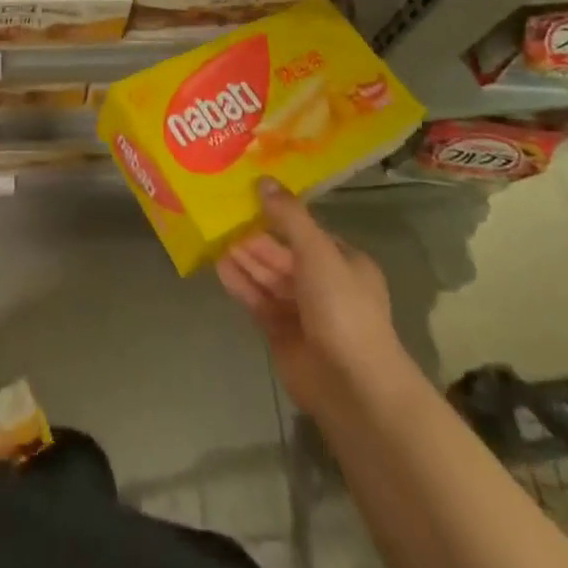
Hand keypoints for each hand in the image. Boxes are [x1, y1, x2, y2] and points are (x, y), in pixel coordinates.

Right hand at [217, 179, 416, 418]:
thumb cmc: (342, 308)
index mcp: (344, 262)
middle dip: (255, 237)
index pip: (306, 231)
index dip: (279, 214)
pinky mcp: (282, 334)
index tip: (248, 196)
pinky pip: (259, 301)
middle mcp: (325, 284)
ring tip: (215, 237)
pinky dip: (241, 284)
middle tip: (223, 216)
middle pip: (283, 253)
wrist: (352, 386)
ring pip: (269, 277)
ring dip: (245, 258)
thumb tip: (263, 180)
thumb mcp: (317, 251)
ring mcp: (303, 311)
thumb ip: (289, 216)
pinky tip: (220, 267)